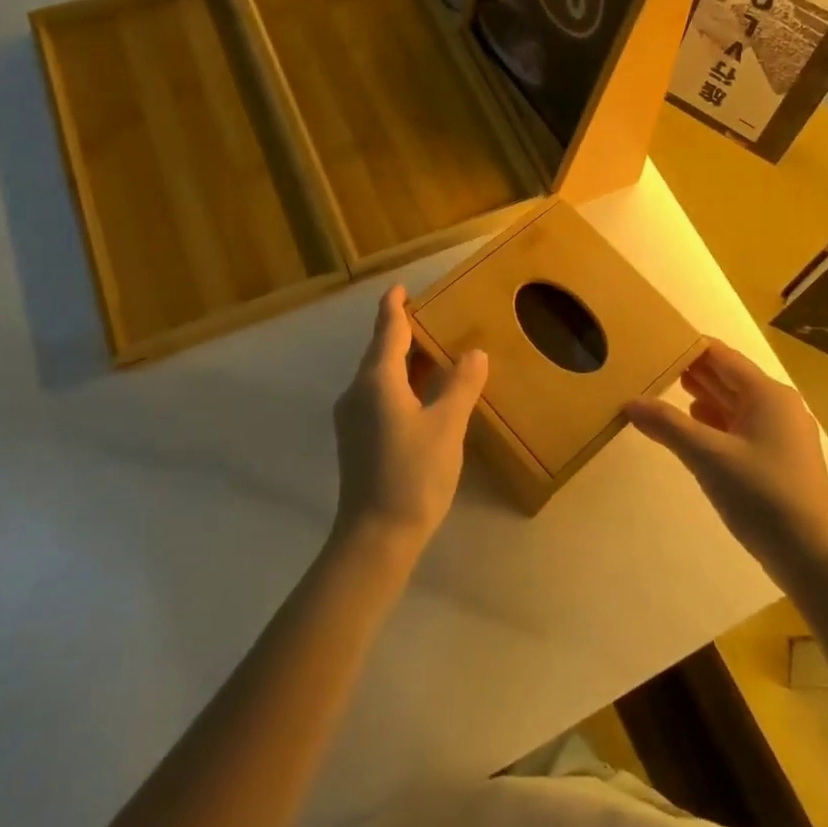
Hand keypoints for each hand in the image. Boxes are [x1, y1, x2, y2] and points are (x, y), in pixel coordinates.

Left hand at [332, 285, 488, 554]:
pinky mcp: (358, 440)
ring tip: (436, 353)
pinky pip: (380, 395)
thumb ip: (461, 385)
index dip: (394, 307)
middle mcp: (358, 392)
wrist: (375, 538)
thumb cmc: (412, 475)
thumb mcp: (446, 426)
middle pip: (381, 351)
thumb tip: (474, 353)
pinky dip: (402, 384)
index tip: (400, 288)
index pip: (387, 330)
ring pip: (380, 376)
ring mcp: (354, 418)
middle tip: (434, 317)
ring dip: (405, 361)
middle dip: (404, 332)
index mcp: (376, 381)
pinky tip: (424, 395)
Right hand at [625, 340, 827, 585]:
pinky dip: (715, 423)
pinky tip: (692, 427)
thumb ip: (668, 425)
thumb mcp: (708, 457)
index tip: (654, 342)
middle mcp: (778, 406)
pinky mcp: (778, 459)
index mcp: (767, 394)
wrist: (812, 558)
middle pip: (728, 377)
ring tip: (663, 390)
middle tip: (651, 365)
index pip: (721, 356)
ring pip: (734, 404)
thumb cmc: (762, 496)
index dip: (689, 347)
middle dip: (692, 372)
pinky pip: (741, 427)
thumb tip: (630, 402)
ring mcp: (781, 433)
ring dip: (702, 396)